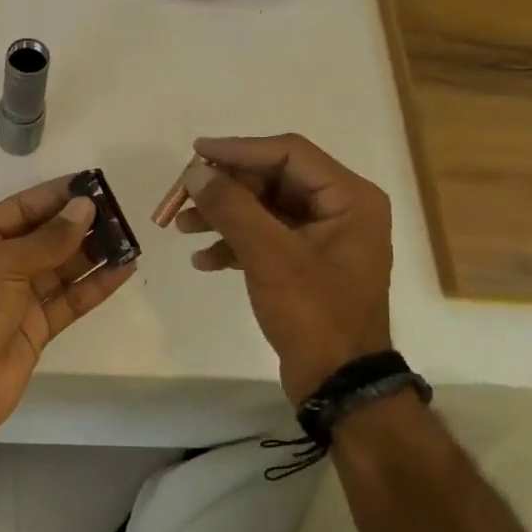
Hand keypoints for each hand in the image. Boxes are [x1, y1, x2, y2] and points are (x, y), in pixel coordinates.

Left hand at [0, 177, 137, 439]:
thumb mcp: (4, 264)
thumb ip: (49, 238)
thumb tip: (85, 208)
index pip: (22, 208)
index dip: (56, 196)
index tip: (93, 184)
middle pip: (44, 237)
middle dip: (79, 224)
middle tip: (118, 211)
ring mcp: (17, 297)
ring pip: (61, 268)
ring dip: (93, 253)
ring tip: (128, 237)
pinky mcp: (37, 327)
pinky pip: (70, 299)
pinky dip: (95, 285)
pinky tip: (124, 269)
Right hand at [175, 134, 394, 406]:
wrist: (339, 382)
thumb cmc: (314, 313)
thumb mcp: (269, 255)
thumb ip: (231, 207)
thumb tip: (195, 172)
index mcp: (349, 198)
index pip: (288, 154)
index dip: (239, 150)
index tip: (196, 152)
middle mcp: (341, 210)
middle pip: (273, 180)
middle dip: (226, 189)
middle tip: (183, 196)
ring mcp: (324, 239)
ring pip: (265, 210)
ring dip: (224, 216)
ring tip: (182, 227)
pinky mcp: (306, 265)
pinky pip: (266, 239)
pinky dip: (235, 245)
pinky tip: (203, 261)